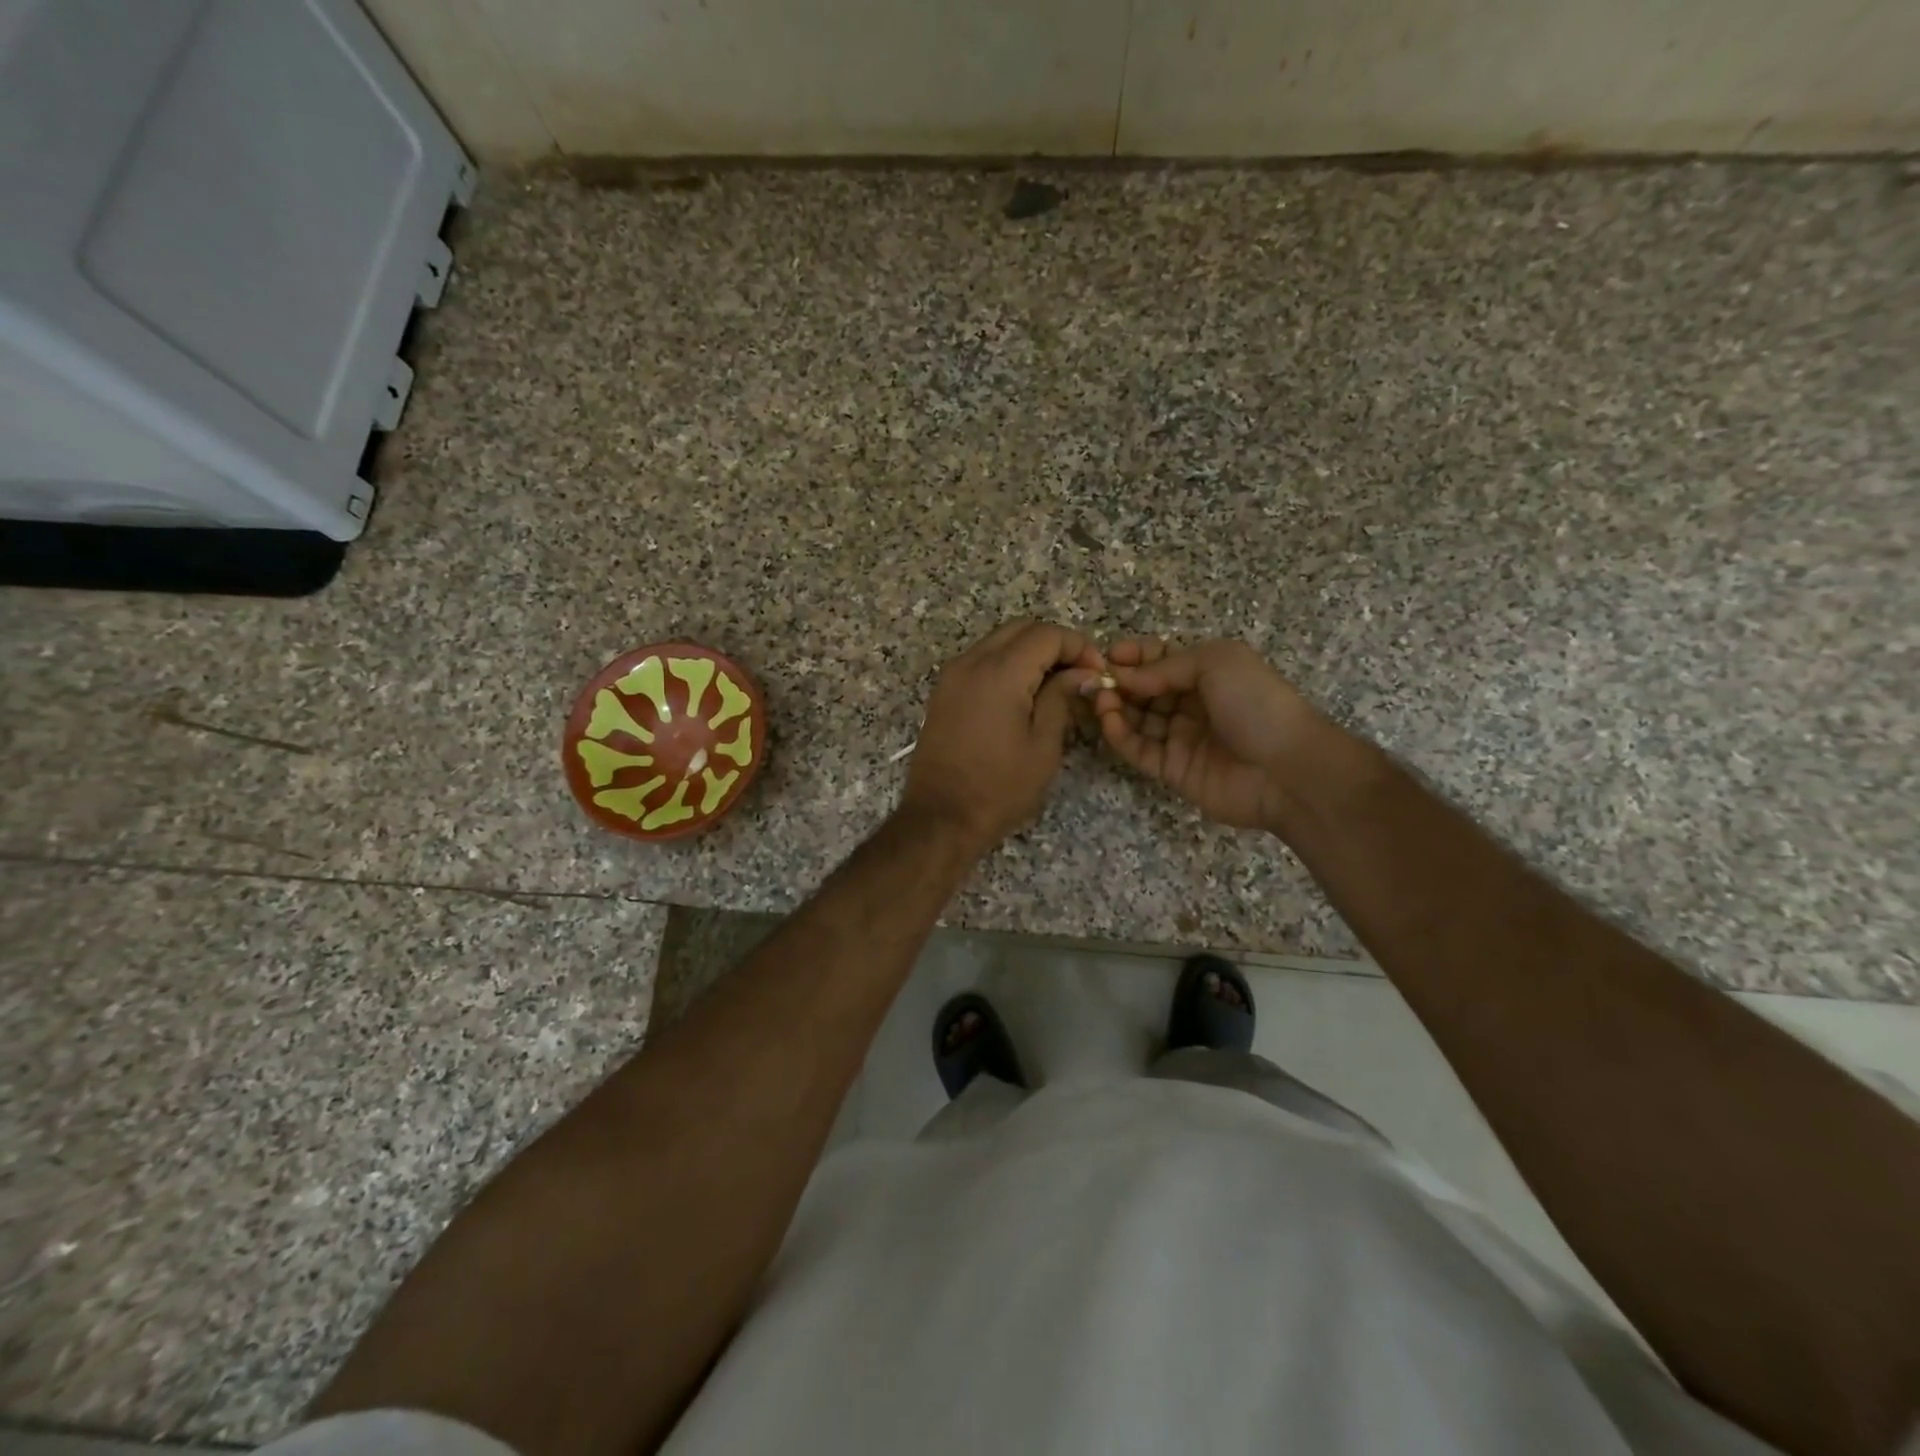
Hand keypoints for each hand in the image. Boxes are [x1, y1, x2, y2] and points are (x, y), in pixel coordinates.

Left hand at [900, 621, 1104, 855]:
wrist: (940, 817)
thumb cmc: (999, 788)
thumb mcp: (1043, 746)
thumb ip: (1062, 698)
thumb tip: (1081, 673)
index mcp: (999, 672)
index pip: (1046, 634)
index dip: (1079, 647)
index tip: (1097, 673)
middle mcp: (971, 662)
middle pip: (1021, 629)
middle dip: (1055, 644)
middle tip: (1079, 676)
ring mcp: (952, 675)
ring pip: (999, 641)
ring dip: (1030, 653)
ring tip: (1055, 686)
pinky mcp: (943, 692)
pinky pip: (981, 661)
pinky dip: (1007, 665)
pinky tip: (1024, 696)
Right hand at [1094, 638, 1328, 830]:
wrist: (1289, 769)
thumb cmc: (1256, 703)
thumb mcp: (1216, 663)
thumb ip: (1164, 666)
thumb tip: (1122, 676)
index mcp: (1206, 672)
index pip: (1158, 659)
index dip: (1133, 656)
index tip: (1106, 655)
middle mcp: (1190, 703)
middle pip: (1142, 689)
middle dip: (1117, 681)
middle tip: (1093, 679)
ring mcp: (1179, 737)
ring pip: (1135, 718)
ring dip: (1113, 706)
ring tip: (1099, 699)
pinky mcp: (1170, 769)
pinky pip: (1137, 749)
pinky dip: (1119, 735)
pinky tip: (1108, 721)